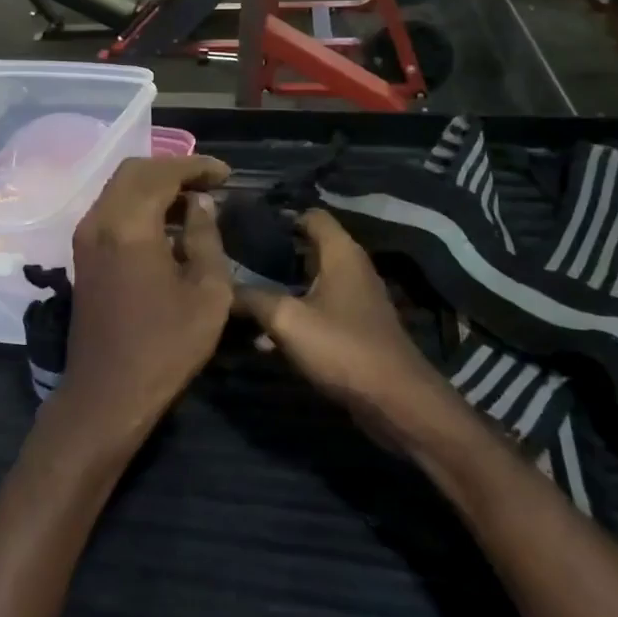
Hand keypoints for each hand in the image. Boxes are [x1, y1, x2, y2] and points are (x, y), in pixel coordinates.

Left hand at [51, 155, 233, 447]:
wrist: (107, 393)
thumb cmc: (165, 346)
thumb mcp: (207, 293)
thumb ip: (205, 237)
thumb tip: (200, 203)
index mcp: (128, 226)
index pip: (162, 173)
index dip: (196, 166)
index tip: (227, 174)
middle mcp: (99, 221)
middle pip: (134, 171)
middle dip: (173, 169)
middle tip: (209, 183)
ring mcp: (85, 238)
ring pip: (118, 188)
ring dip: (154, 186)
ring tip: (193, 201)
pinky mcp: (82, 255)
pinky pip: (111, 210)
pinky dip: (138, 204)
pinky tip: (166, 223)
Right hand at [234, 211, 448, 434]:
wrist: (395, 401)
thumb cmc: (342, 348)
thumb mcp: (287, 320)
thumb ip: (252, 298)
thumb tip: (221, 288)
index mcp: (341, 253)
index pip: (312, 215)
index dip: (281, 216)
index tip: (246, 227)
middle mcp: (352, 269)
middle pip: (308, 248)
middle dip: (273, 254)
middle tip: (235, 262)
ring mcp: (356, 300)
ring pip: (310, 283)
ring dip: (280, 289)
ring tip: (241, 298)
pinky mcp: (355, 329)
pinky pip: (318, 311)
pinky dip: (294, 316)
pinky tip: (264, 338)